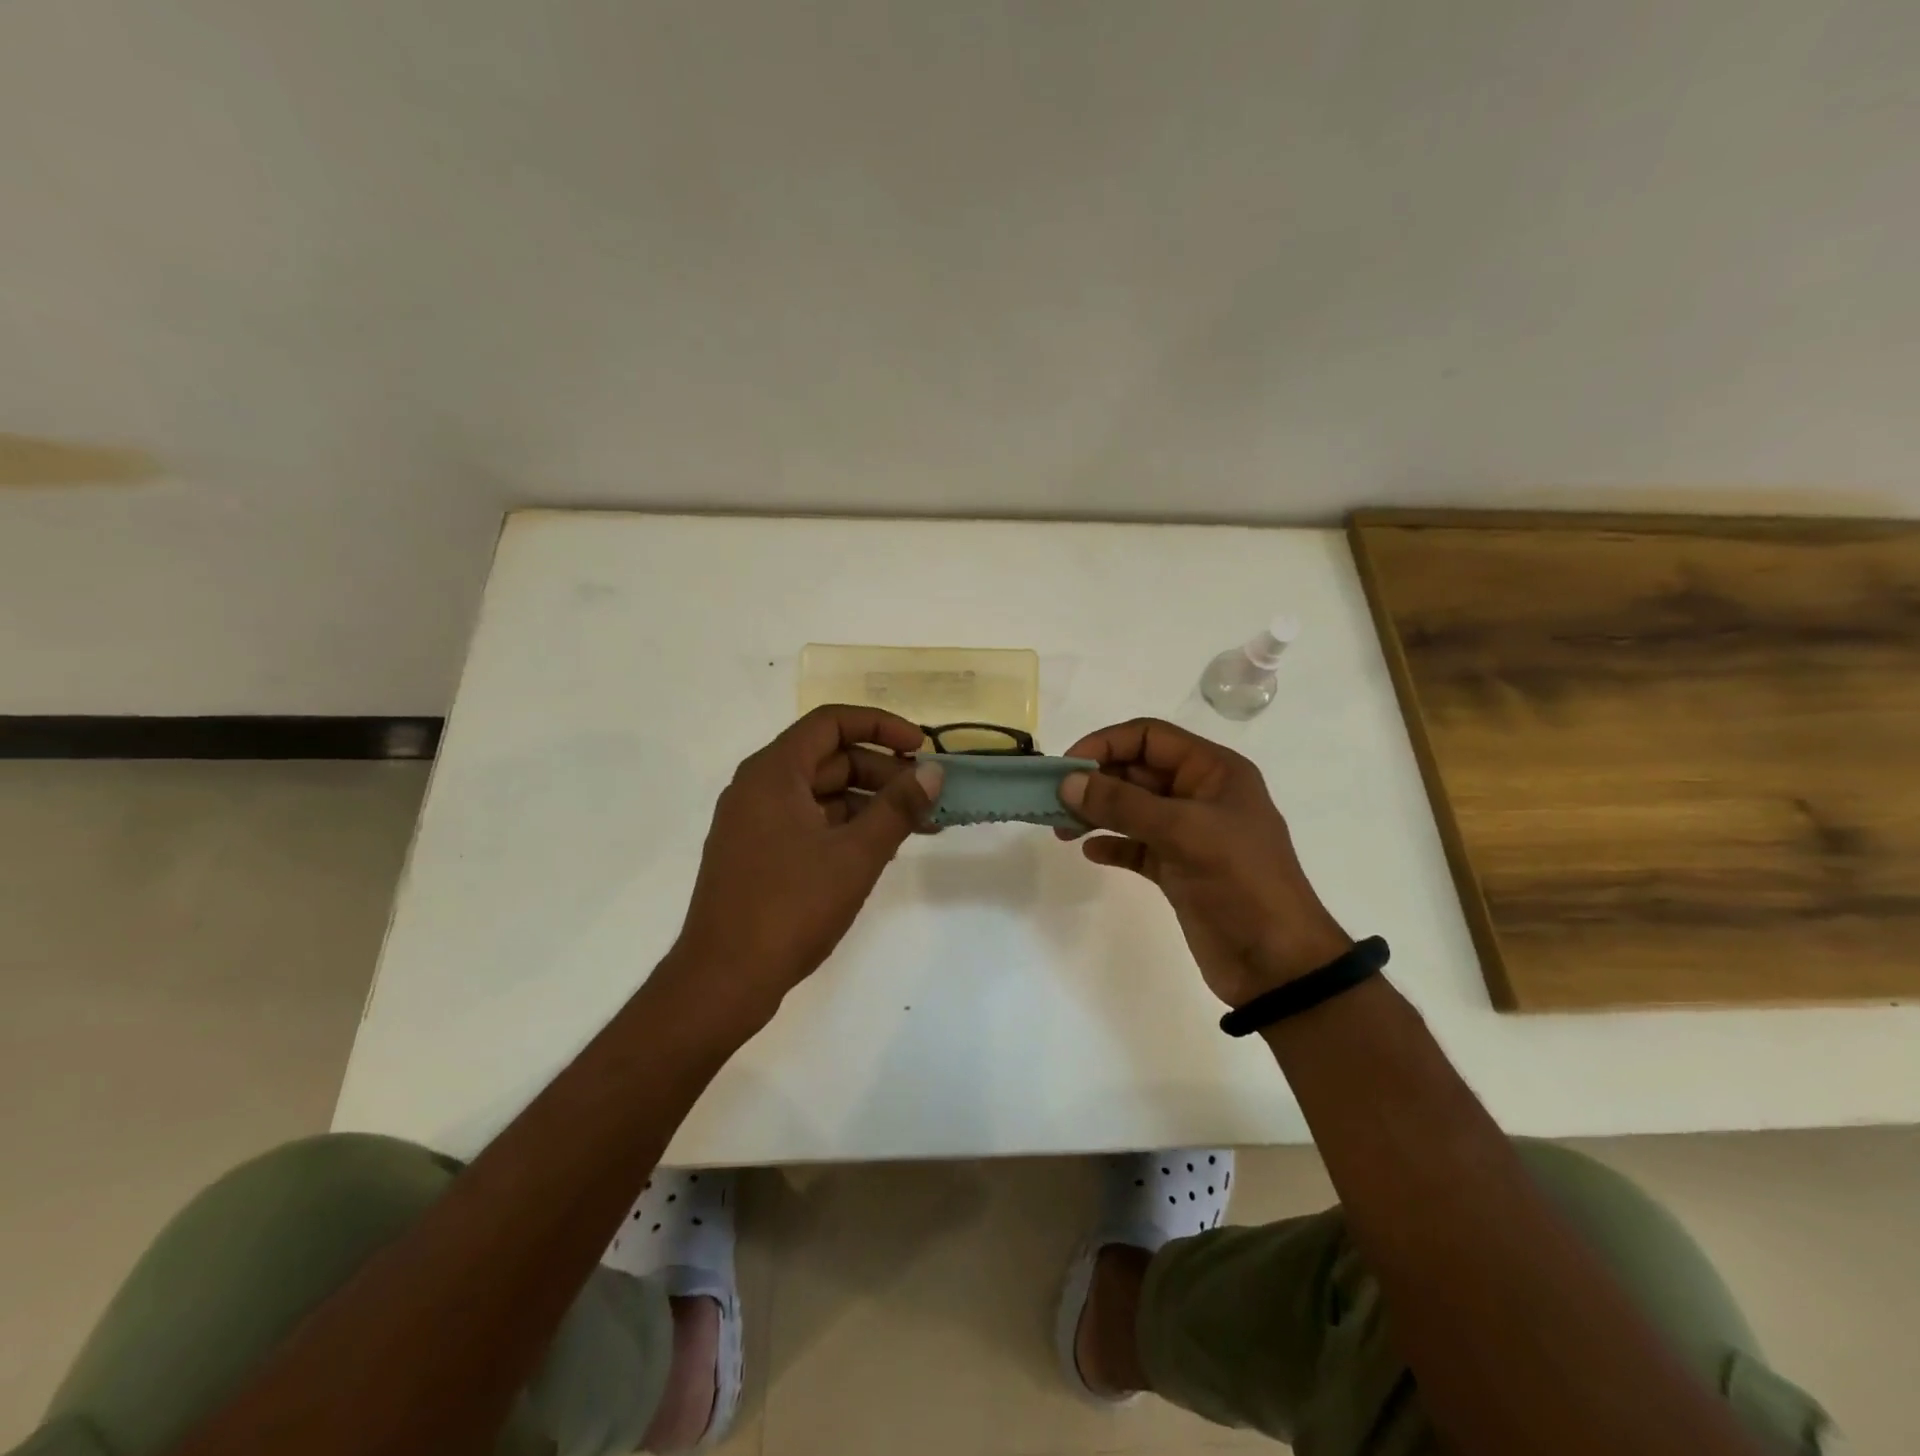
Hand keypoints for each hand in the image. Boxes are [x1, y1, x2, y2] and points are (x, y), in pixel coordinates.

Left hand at [667, 705, 941, 1030]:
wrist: (723, 981)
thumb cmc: (790, 908)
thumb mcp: (855, 855)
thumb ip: (897, 808)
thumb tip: (932, 772)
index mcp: (773, 773)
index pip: (832, 722)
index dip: (881, 726)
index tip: (921, 747)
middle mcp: (758, 787)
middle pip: (829, 758)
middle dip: (882, 771)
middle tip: (926, 796)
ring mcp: (755, 823)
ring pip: (821, 793)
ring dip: (869, 803)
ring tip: (917, 826)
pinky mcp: (758, 855)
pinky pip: (809, 822)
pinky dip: (846, 827)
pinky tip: (880, 849)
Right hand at [1058, 718, 1351, 1007]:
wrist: (1277, 963)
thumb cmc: (1240, 882)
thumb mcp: (1184, 833)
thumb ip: (1123, 804)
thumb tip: (1068, 782)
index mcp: (1214, 771)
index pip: (1149, 737)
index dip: (1106, 744)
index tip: (1067, 768)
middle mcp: (1200, 795)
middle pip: (1136, 771)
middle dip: (1095, 782)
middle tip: (1055, 802)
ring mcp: (1189, 834)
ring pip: (1132, 809)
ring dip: (1097, 813)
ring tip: (1062, 830)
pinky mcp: (1178, 869)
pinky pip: (1136, 846)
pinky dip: (1112, 845)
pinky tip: (1090, 852)